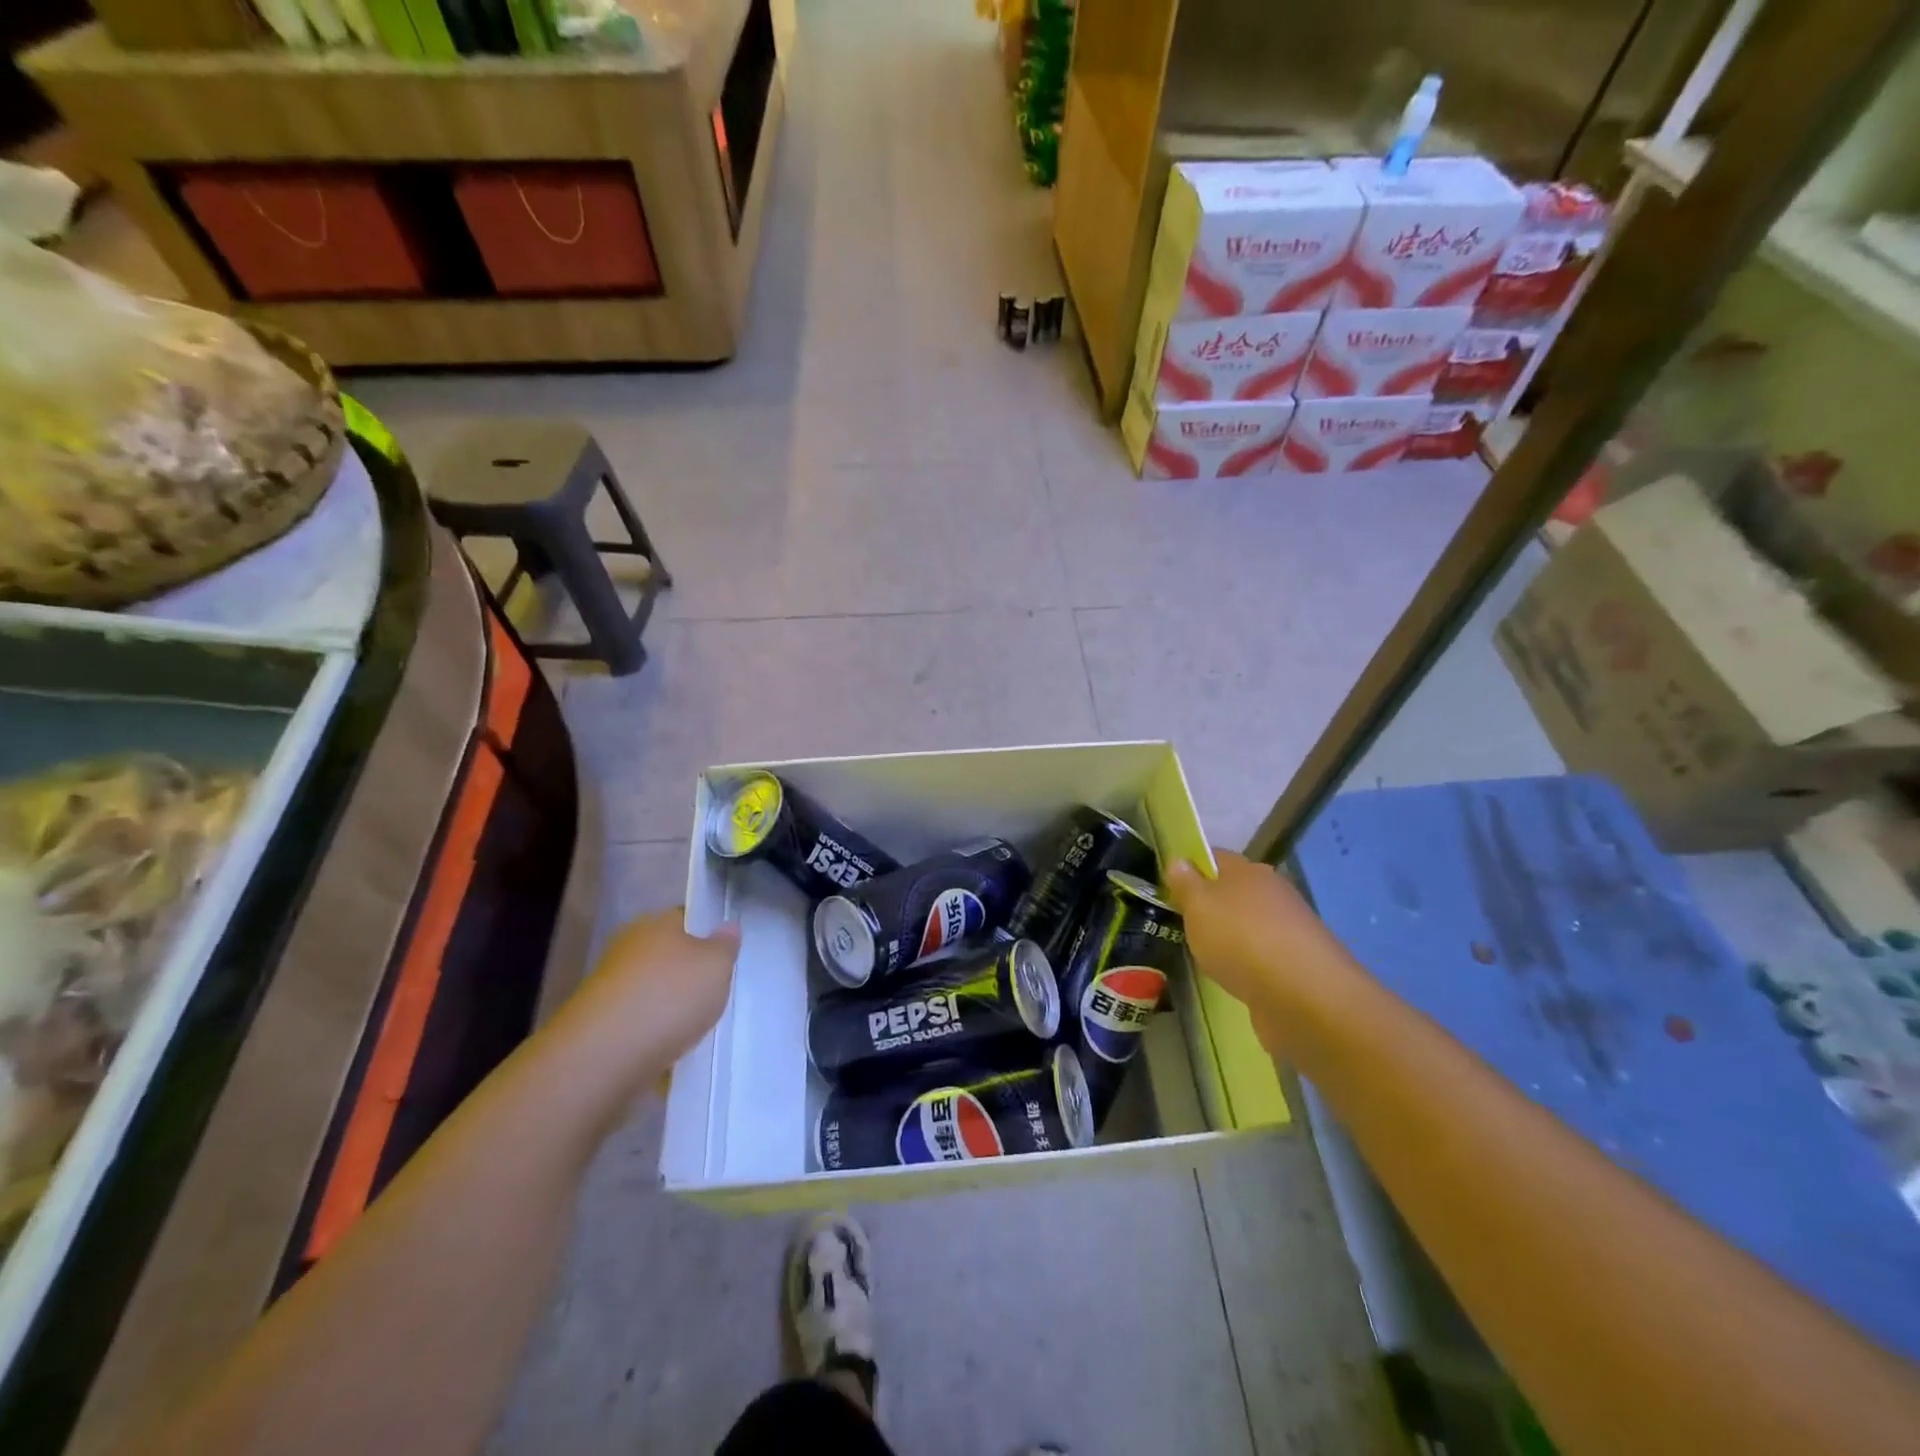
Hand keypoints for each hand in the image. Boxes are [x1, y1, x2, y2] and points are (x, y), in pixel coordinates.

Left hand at [543, 909, 740, 1107]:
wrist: (604, 1056)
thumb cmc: (670, 997)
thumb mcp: (716, 965)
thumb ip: (725, 945)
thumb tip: (727, 927)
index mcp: (654, 924)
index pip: (684, 918)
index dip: (706, 933)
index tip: (724, 956)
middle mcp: (627, 949)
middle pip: (667, 957)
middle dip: (687, 975)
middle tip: (714, 994)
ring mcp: (608, 989)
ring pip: (650, 993)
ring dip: (668, 1009)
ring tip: (694, 1030)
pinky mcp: (598, 1027)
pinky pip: (636, 1026)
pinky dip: (652, 1038)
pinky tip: (669, 1054)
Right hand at [1166, 852, 1363, 1054]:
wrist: (1304, 997)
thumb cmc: (1240, 939)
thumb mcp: (1198, 907)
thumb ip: (1185, 884)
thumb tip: (1178, 860)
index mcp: (1248, 870)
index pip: (1215, 857)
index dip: (1191, 867)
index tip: (1168, 886)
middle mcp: (1273, 892)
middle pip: (1234, 890)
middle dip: (1211, 904)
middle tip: (1182, 923)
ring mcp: (1289, 928)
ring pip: (1249, 923)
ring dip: (1231, 936)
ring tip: (1204, 955)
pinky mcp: (1298, 963)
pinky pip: (1263, 955)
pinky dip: (1248, 963)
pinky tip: (1234, 978)